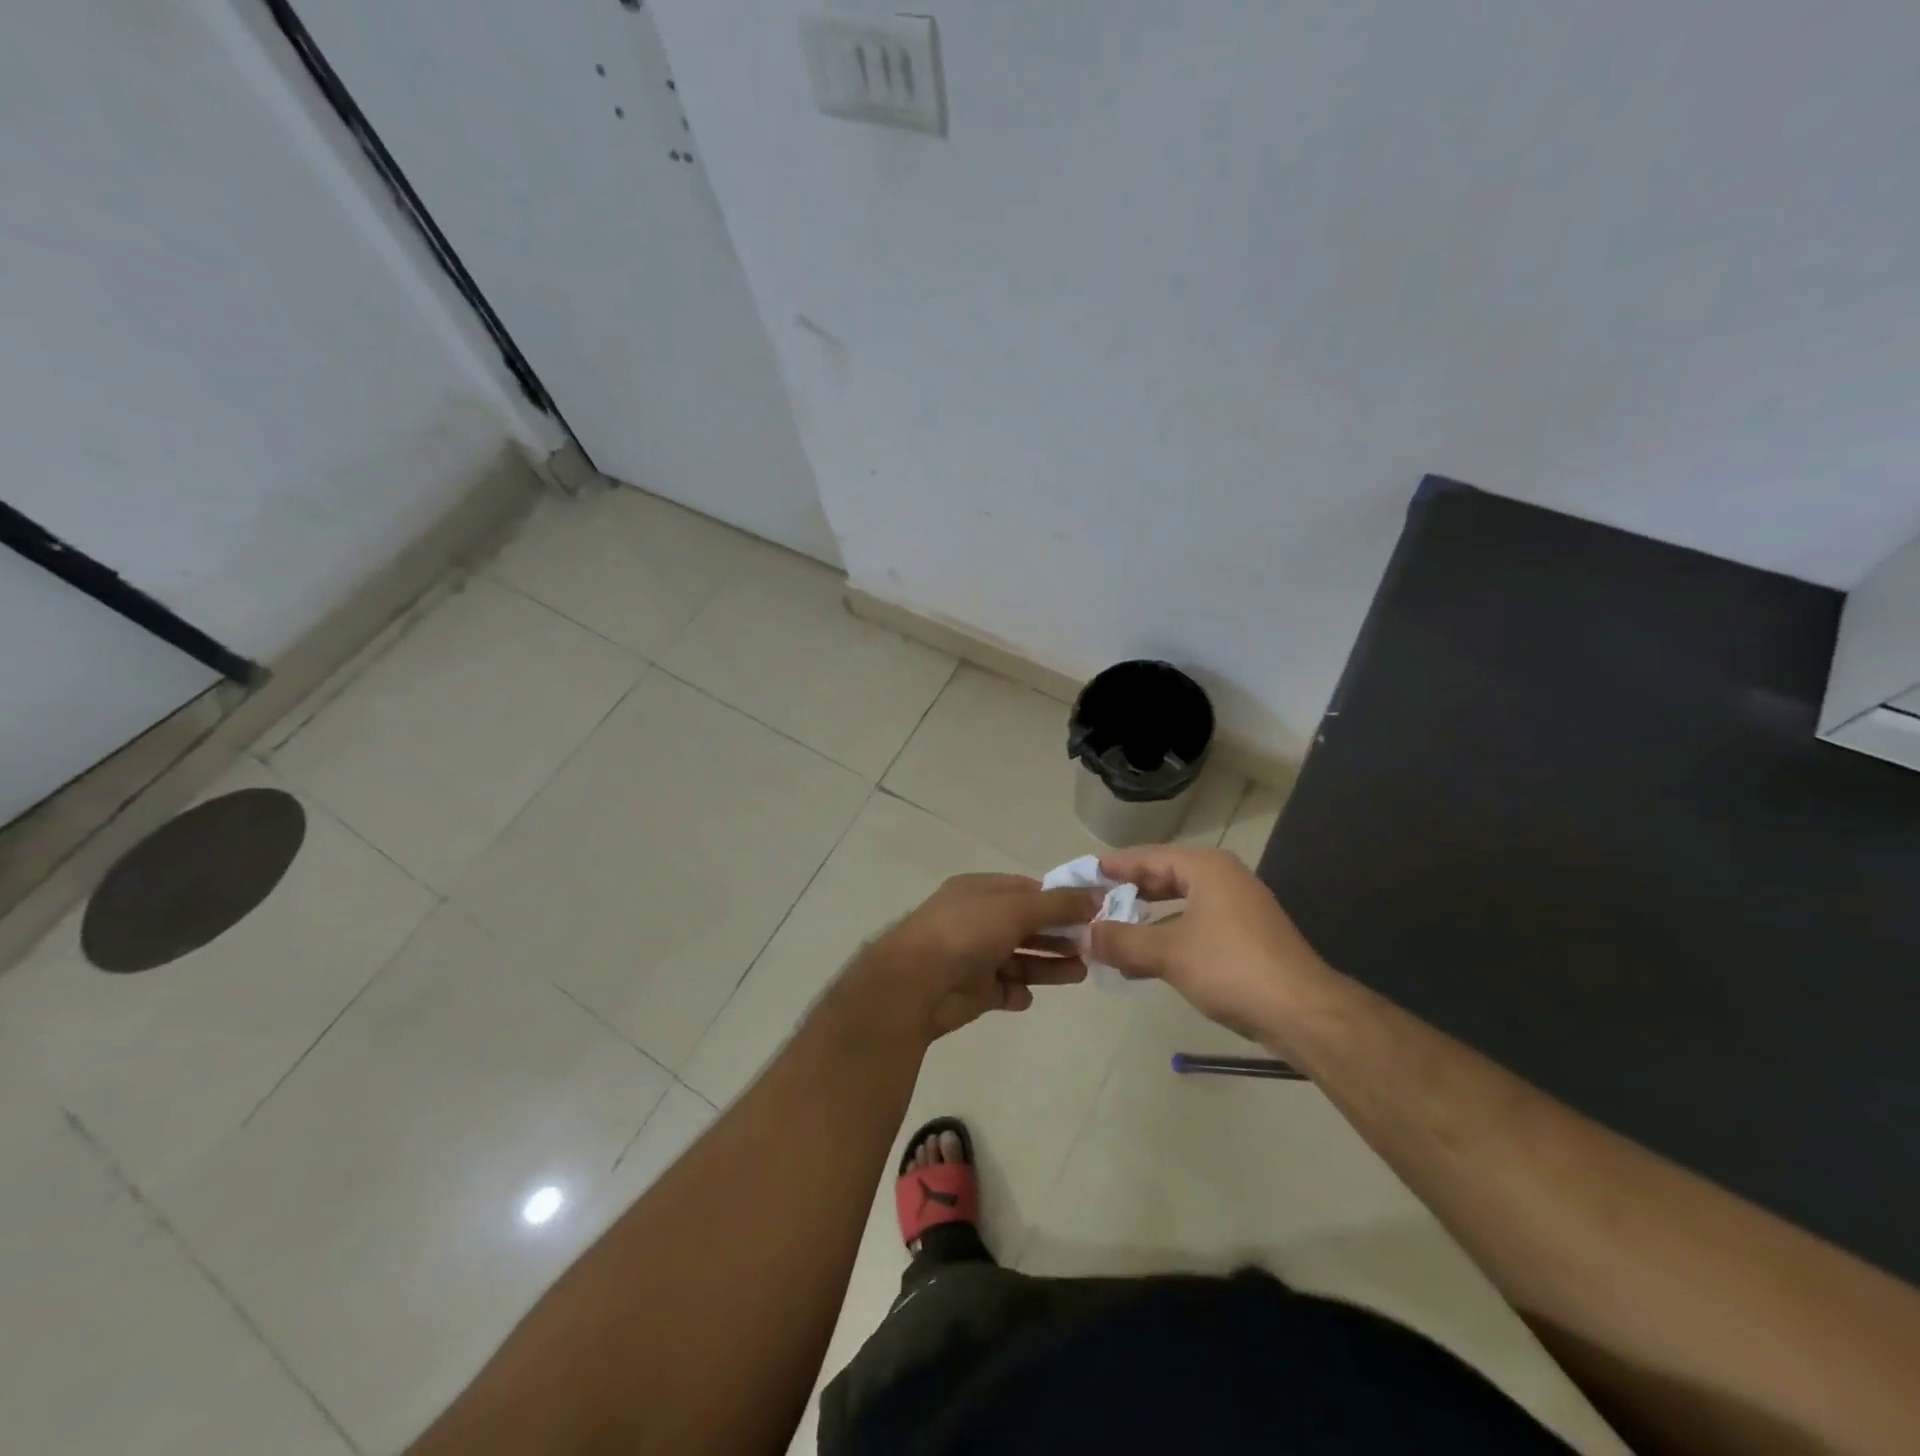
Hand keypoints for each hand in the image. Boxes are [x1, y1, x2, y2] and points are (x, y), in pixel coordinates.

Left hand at [852, 874, 1101, 1041]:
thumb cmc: (966, 933)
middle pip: (1027, 925)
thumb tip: (1097, 895)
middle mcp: (977, 920)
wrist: (916, 985)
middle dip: (1059, 934)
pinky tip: (1028, 995)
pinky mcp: (973, 991)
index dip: (1059, 899)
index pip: (1027, 890)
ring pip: (1021, 958)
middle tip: (1093, 945)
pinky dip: (1018, 992)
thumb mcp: (1016, 908)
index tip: (1092, 911)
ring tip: (1081, 972)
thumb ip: (1058, 904)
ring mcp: (974, 956)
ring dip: (1049, 965)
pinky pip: (1004, 989)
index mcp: (981, 892)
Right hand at [1088, 846, 1325, 1042]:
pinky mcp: (1244, 940)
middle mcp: (1222, 880)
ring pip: (1177, 907)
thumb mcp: (1167, 952)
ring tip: (1108, 934)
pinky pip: (1192, 929)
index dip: (1112, 867)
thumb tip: (1082, 935)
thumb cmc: (1231, 967)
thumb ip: (1121, 941)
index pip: (1147, 857)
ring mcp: (1237, 910)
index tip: (1080, 875)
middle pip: (1162, 878)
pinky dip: (1166, 939)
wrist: (1303, 1013)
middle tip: (1089, 905)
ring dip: (1144, 921)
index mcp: (1205, 868)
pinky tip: (1141, 963)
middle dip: (1126, 894)